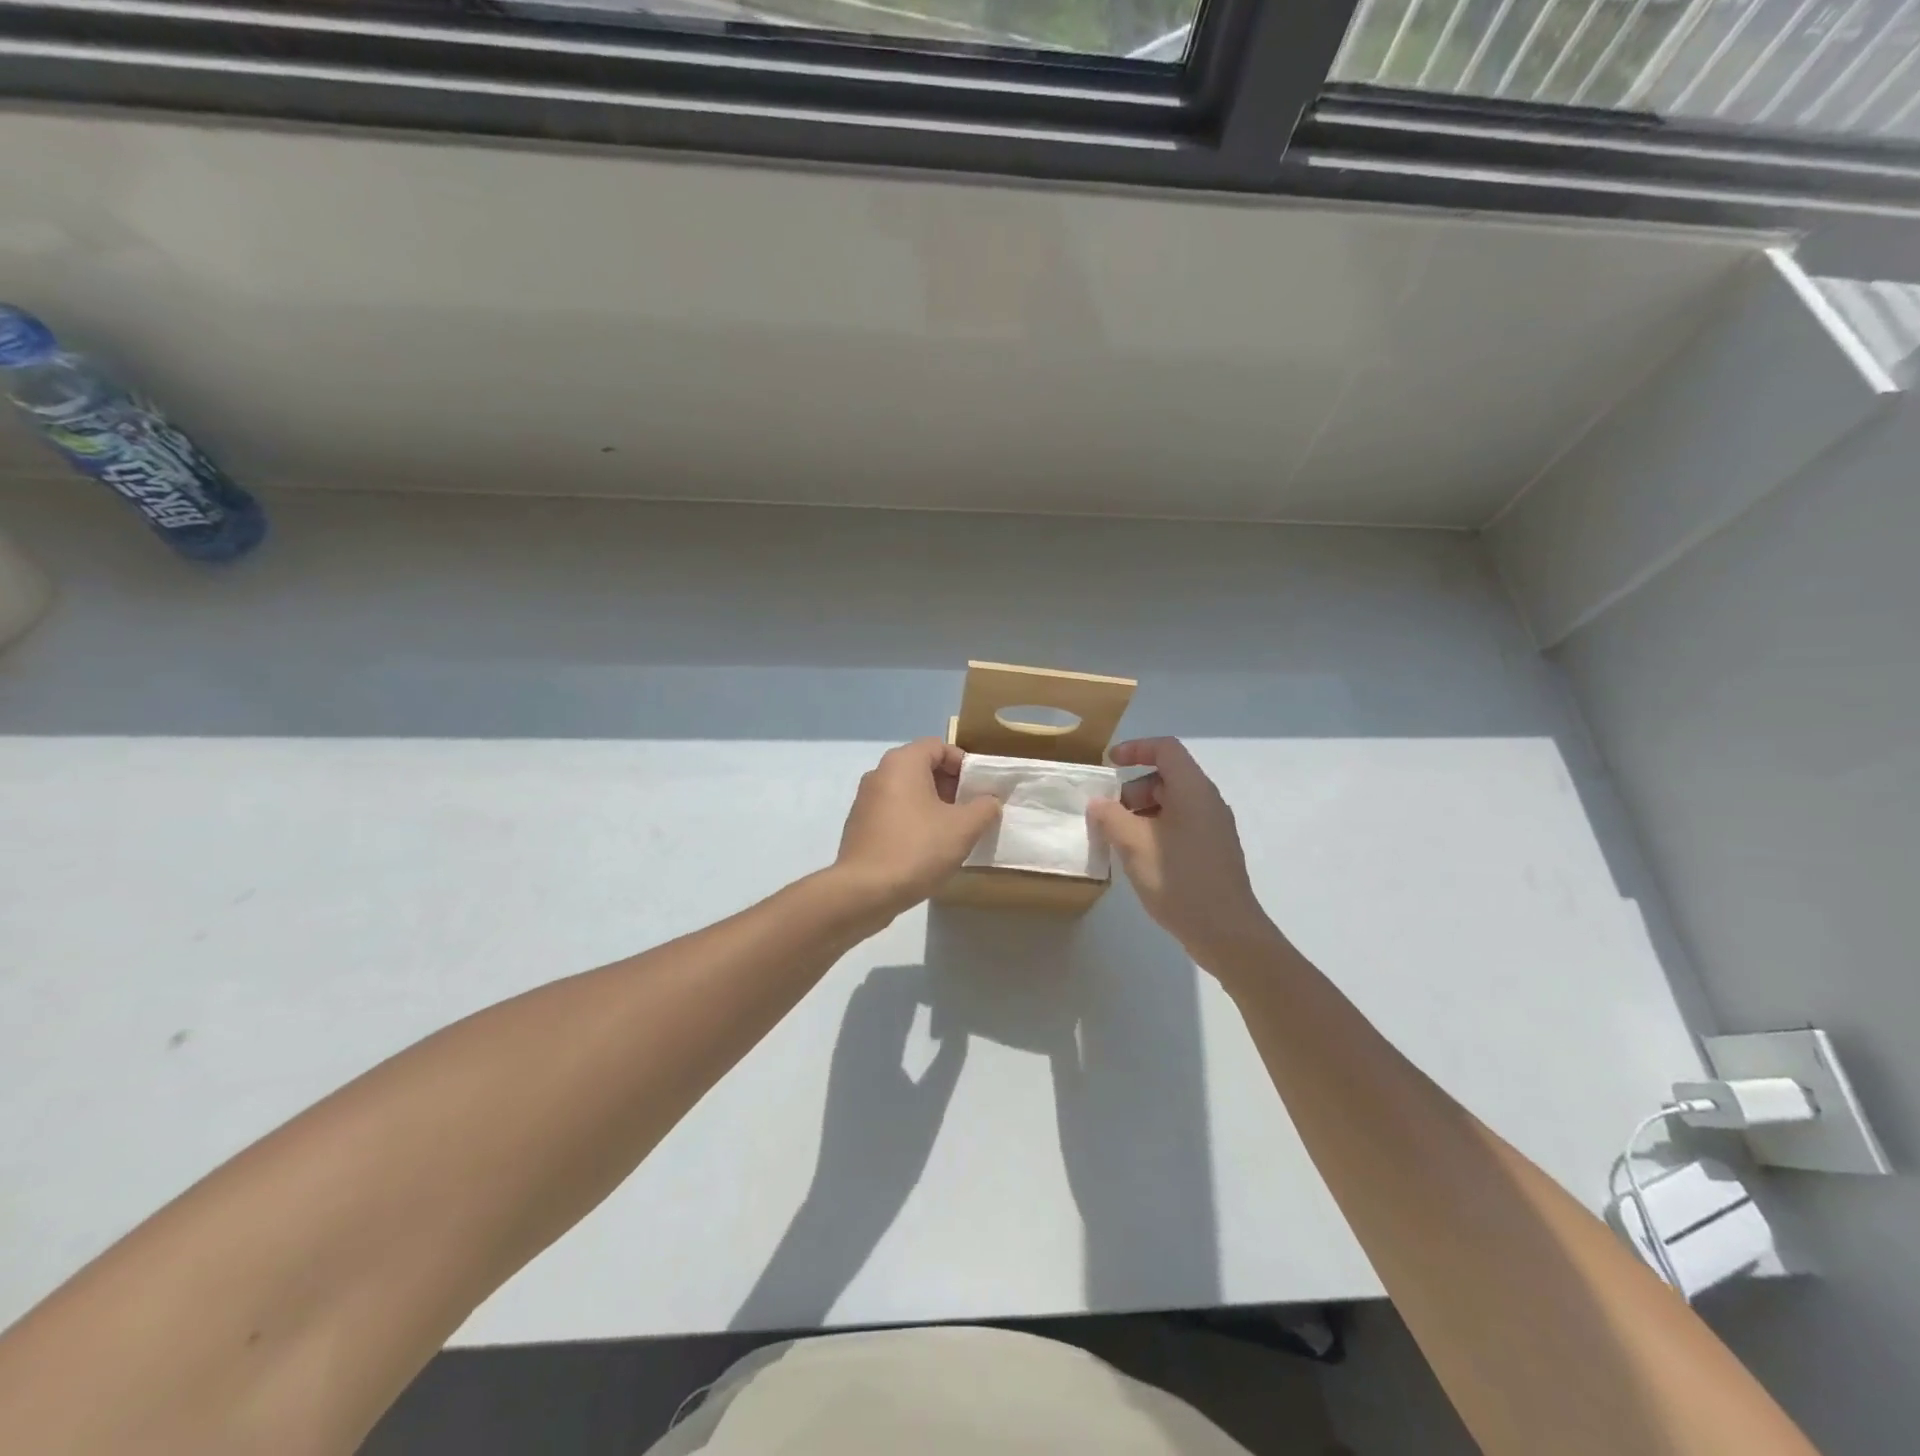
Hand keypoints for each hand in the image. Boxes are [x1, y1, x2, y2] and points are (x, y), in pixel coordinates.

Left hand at [834, 739, 1000, 916]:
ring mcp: (865, 800)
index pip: (939, 746)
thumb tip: (989, 801)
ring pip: (908, 792)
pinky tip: (926, 849)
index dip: (964, 764)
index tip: (980, 789)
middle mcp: (879, 773)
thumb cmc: (917, 848)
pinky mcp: (859, 826)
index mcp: (902, 763)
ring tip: (952, 832)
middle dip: (950, 786)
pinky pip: (893, 813)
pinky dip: (913, 821)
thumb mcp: (964, 828)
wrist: (864, 891)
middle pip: (922, 767)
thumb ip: (984, 808)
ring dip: (933, 806)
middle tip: (970, 812)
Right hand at [1088, 738, 1280, 969]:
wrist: (1226, 933)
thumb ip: (1110, 817)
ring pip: (1171, 804)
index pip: (1165, 749)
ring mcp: (1213, 827)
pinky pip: (1180, 825)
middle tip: (1109, 817)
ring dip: (1141, 814)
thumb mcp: (1134, 845)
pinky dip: (1155, 830)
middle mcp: (1208, 801)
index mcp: (1193, 790)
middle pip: (1166, 777)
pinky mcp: (1213, 850)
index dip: (1135, 749)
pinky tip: (1139, 858)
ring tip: (1119, 841)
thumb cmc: (1179, 880)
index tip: (1108, 764)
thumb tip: (1099, 803)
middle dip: (1132, 790)